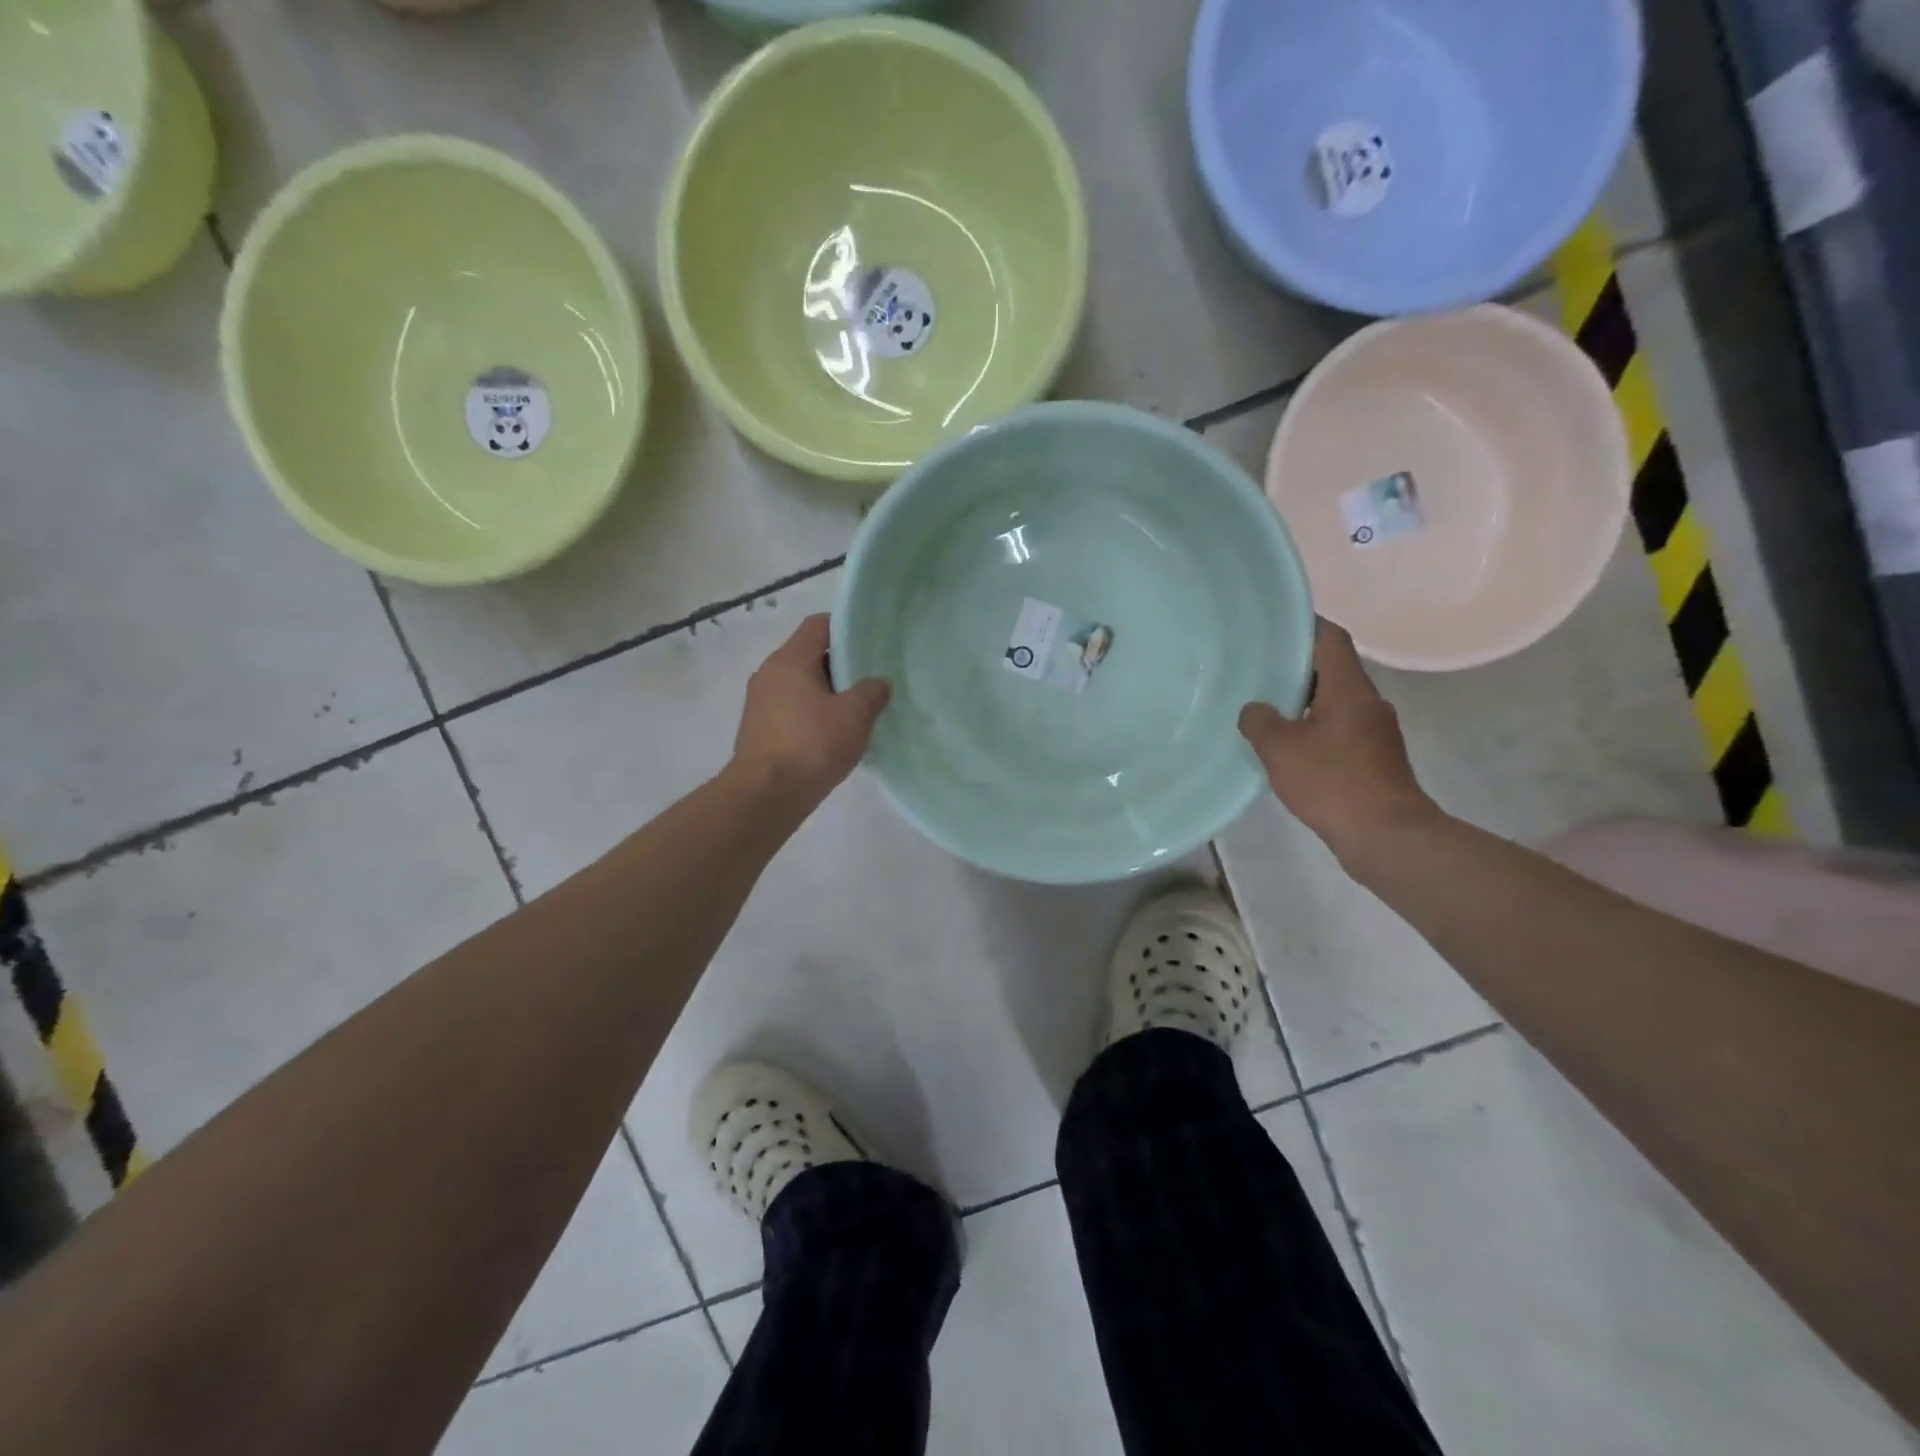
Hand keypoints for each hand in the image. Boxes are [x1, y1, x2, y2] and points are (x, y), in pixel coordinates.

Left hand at [732, 615, 890, 813]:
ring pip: (802, 685)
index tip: (871, 641)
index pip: (819, 625)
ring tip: (859, 710)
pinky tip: (836, 735)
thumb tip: (878, 683)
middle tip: (872, 678)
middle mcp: (770, 674)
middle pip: (810, 655)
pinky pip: (793, 710)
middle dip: (841, 665)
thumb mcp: (854, 715)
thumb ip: (871, 692)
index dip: (847, 627)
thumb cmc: (812, 745)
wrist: (766, 795)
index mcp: (789, 660)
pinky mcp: (760, 730)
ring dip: (829, 693)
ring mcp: (761, 703)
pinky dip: (814, 715)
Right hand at [1238, 620, 1441, 866]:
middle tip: (1257, 672)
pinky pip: (1339, 730)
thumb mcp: (1280, 749)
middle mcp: (1368, 702)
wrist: (1386, 835)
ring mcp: (1375, 732)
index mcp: (1349, 689)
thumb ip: (1260, 721)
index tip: (1274, 629)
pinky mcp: (1374, 759)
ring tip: (1266, 711)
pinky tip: (1289, 748)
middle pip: (1332, 670)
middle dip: (1296, 669)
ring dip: (1304, 703)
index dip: (1305, 627)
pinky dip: (1314, 730)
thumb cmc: (1332, 782)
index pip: (1330, 640)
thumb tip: (1254, 709)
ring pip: (1335, 702)